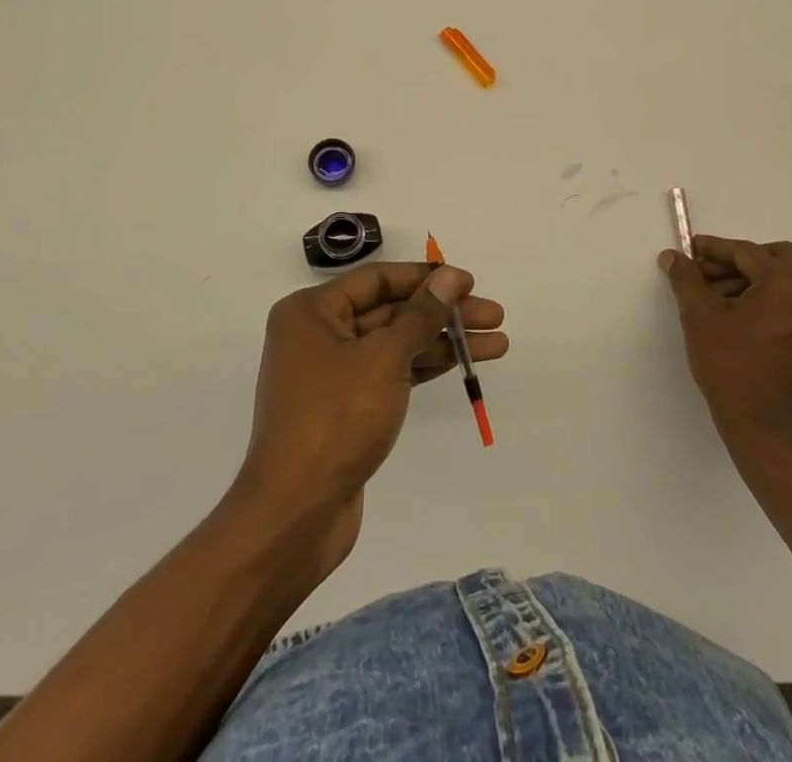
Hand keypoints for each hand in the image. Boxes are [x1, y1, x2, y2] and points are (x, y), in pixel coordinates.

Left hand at [233, 262, 506, 573]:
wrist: (294, 515)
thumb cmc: (335, 419)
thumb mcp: (384, 358)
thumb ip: (422, 315)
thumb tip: (451, 276)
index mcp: (312, 312)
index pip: (378, 279)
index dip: (426, 278)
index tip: (470, 282)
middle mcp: (318, 334)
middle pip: (391, 311)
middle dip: (443, 313)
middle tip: (494, 315)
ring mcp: (332, 373)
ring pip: (396, 344)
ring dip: (443, 341)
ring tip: (496, 342)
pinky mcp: (346, 408)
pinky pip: (392, 372)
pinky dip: (425, 366)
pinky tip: (462, 362)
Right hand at [659, 235, 791, 448]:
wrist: (765, 431)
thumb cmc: (731, 368)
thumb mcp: (700, 317)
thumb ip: (686, 279)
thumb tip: (673, 256)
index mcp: (789, 286)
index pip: (748, 253)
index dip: (715, 249)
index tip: (690, 249)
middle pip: (777, 258)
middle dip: (740, 260)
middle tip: (709, 273)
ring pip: (788, 281)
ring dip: (754, 280)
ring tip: (717, 297)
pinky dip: (771, 300)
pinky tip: (741, 316)